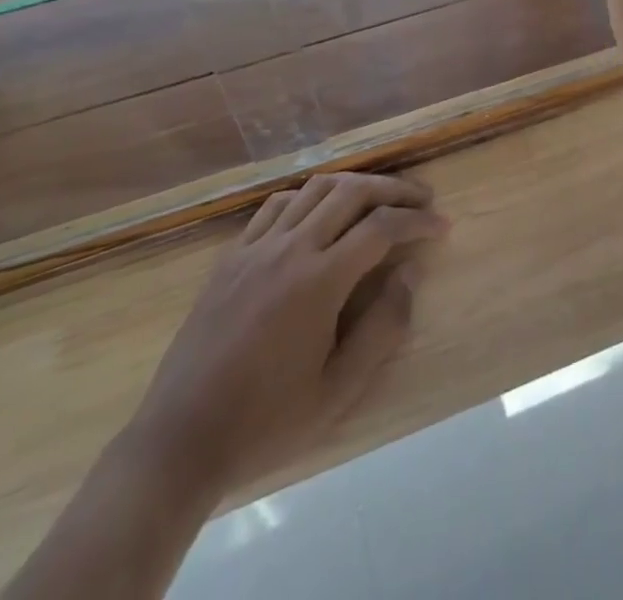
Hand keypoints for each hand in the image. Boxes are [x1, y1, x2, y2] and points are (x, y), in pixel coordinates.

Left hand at [126, 172, 447, 495]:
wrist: (181, 438)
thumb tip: (410, 271)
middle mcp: (290, 248)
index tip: (442, 226)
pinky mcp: (232, 254)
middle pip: (351, 192)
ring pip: (314, 188)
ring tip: (379, 196)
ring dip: (354, 184)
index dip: (417, 220)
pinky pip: (277, 204)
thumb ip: (383, 328)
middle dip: (393, 189)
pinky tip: (320, 210)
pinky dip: (309, 195)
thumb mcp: (337, 391)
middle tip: (421, 199)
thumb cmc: (266, 422)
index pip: (381, 227)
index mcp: (319, 281)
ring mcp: (257, 246)